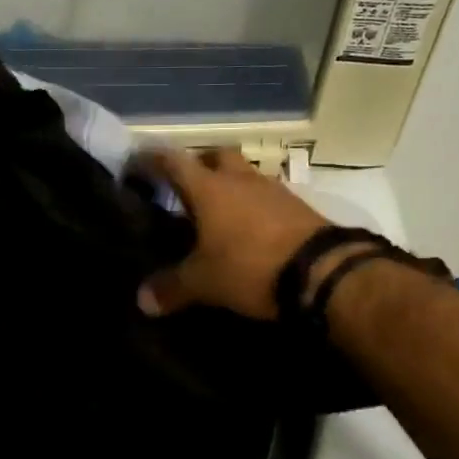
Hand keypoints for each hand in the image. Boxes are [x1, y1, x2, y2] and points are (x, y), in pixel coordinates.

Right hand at [134, 146, 328, 319]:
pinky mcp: (299, 207)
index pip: (173, 161)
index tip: (136, 162)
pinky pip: (268, 197)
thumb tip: (141, 301)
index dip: (152, 159)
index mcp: (209, 189)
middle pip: (216, 156)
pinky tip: (251, 229)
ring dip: (230, 185)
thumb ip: (171, 288)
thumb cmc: (250, 266)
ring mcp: (273, 190)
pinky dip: (254, 206)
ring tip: (218, 211)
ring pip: (245, 175)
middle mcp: (240, 180)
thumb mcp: (204, 282)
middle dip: (199, 165)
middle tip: (186, 185)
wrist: (322, 271)